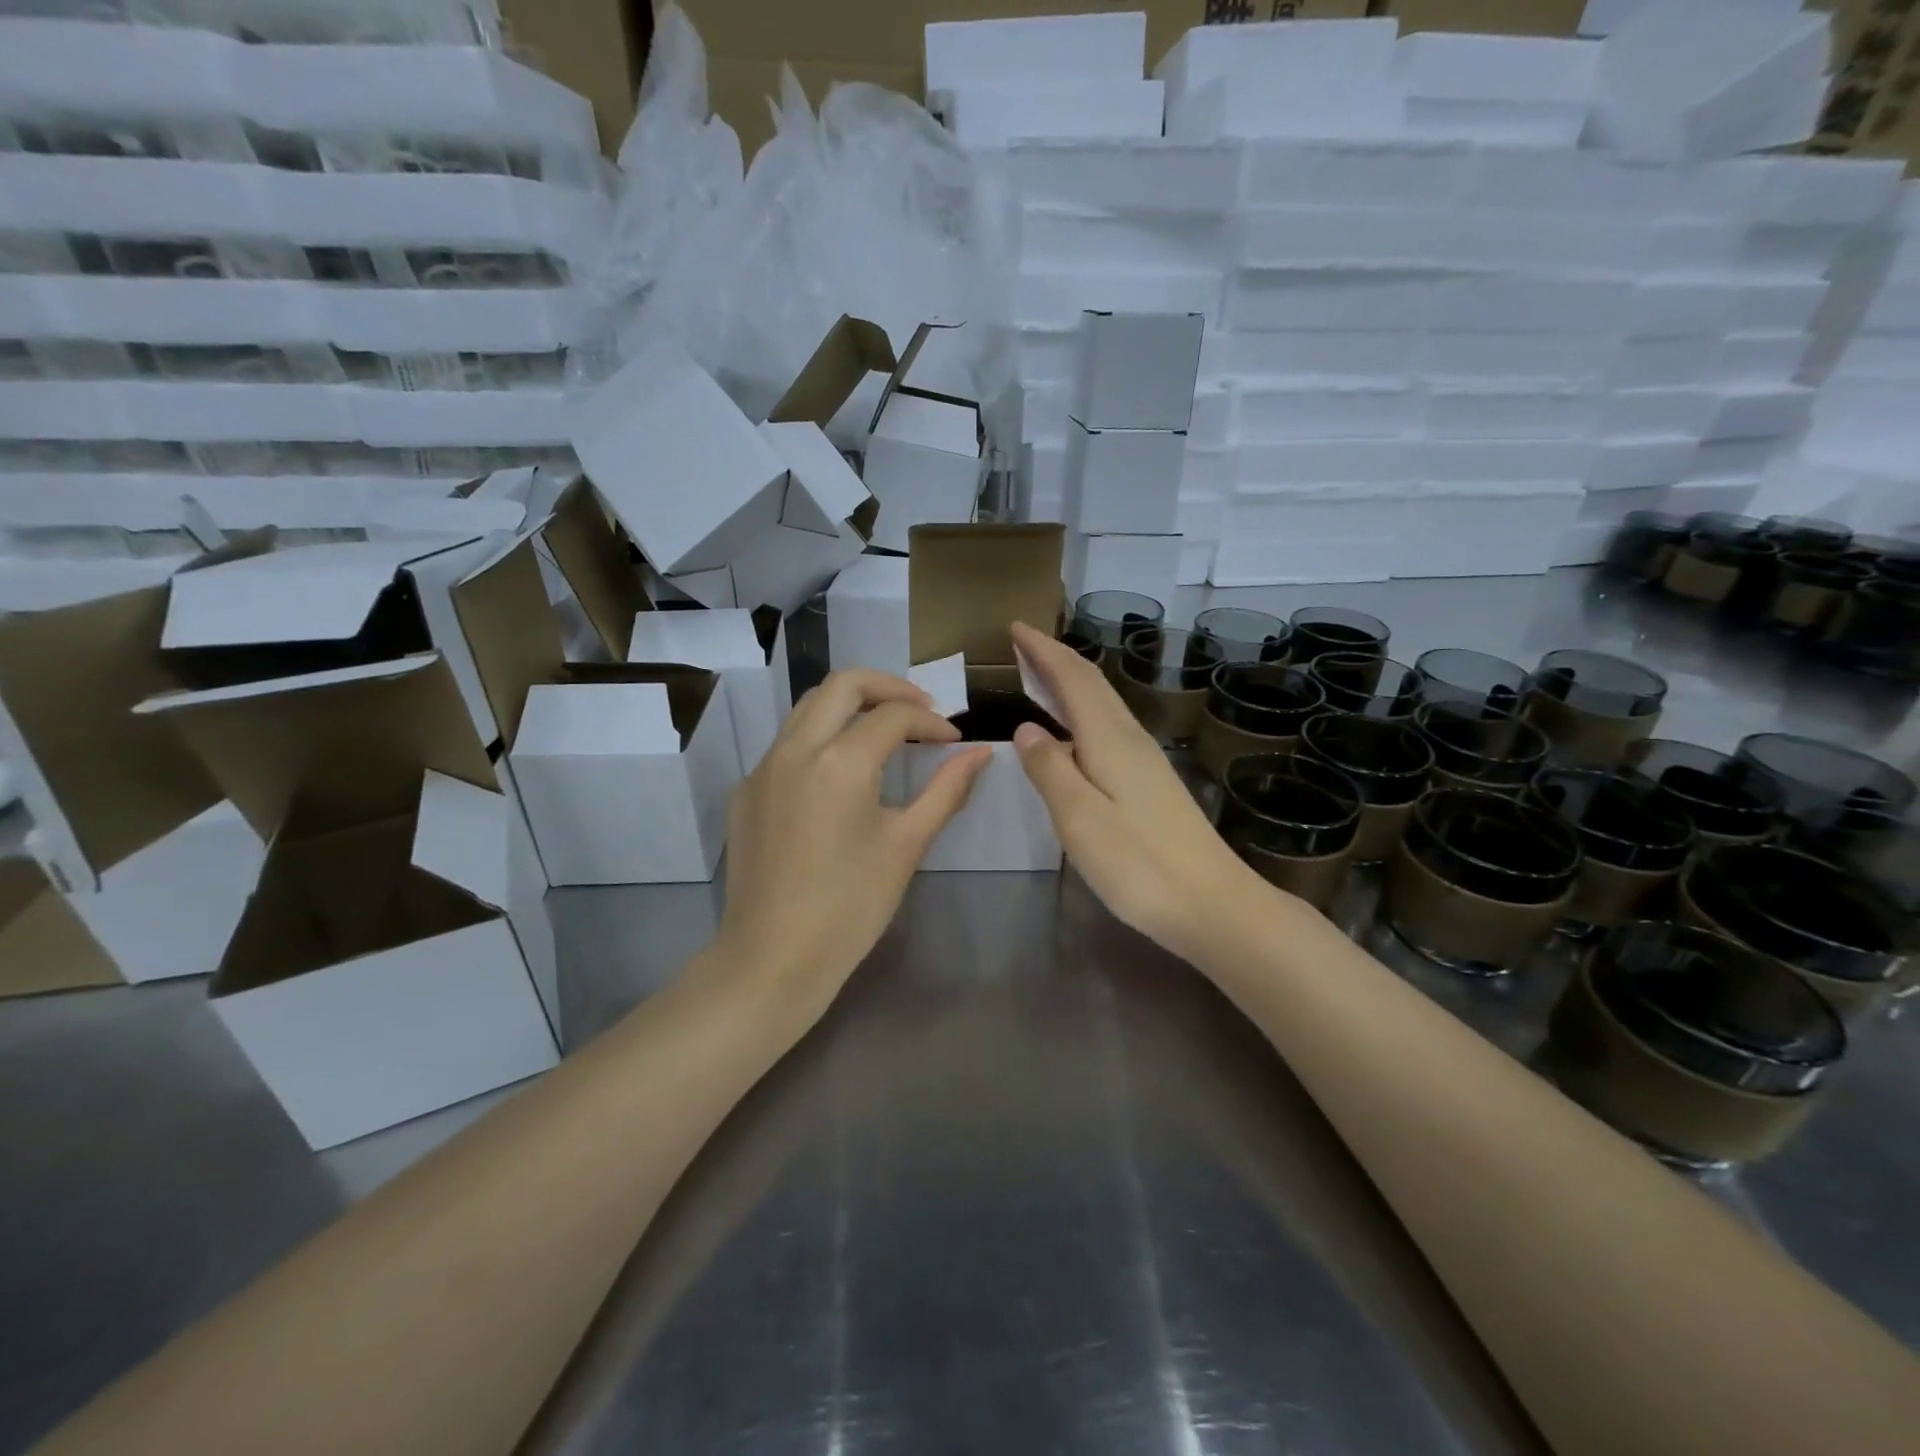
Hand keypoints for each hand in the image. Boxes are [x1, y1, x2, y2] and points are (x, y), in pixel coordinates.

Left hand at [712, 668, 991, 1023]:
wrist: (772, 959)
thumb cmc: (851, 907)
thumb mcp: (906, 845)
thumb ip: (947, 790)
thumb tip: (982, 753)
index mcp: (840, 762)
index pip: (894, 714)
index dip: (932, 721)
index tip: (954, 740)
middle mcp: (795, 749)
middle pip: (843, 684)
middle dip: (888, 687)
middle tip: (921, 711)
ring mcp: (763, 768)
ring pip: (808, 707)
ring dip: (850, 706)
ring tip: (884, 732)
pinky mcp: (746, 791)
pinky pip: (786, 743)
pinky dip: (820, 738)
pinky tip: (840, 776)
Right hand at [1009, 622, 1270, 962]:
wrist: (1213, 904)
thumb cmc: (1139, 864)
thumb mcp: (1079, 819)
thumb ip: (1050, 770)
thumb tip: (1027, 729)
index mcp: (1110, 740)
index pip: (1073, 679)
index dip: (1043, 652)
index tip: (1016, 628)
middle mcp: (1130, 739)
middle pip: (1092, 685)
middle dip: (1056, 659)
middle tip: (1022, 644)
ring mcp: (1146, 760)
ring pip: (1103, 705)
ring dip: (1070, 682)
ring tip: (1040, 677)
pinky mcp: (1151, 783)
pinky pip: (1109, 728)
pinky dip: (1083, 713)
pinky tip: (1072, 733)